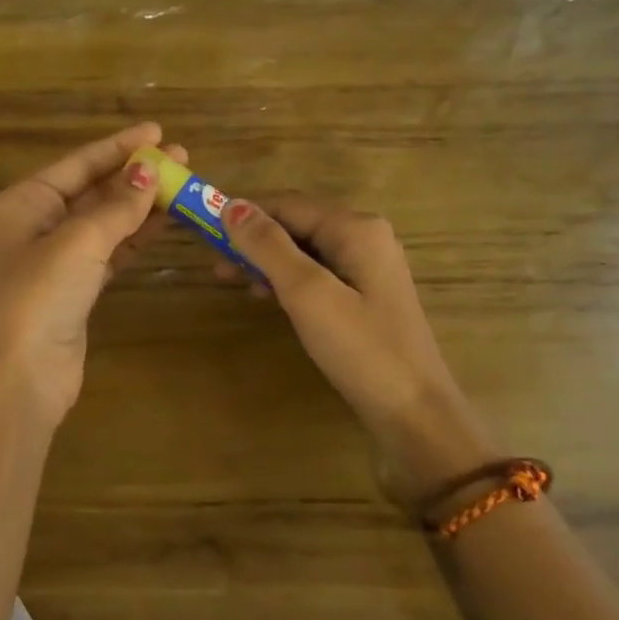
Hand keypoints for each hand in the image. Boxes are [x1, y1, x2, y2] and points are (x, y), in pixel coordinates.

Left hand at [0, 123, 181, 424]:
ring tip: (182, 184)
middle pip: (93, 189)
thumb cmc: (41, 295)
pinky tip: (165, 220)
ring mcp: (57, 256)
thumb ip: (118, 205)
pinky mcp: (77, 285)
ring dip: (141, 203)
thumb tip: (149, 170)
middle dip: (135, 174)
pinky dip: (136, 235)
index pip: (78, 163)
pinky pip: (111, 248)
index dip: (119, 146)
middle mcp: (37, 223)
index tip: (157, 131)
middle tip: (181, 157)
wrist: (24, 373)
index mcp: (25, 202)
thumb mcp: (80, 241)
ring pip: (106, 220)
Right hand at [218, 196, 500, 514]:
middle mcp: (365, 237)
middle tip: (213, 261)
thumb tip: (232, 206)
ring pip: (305, 250)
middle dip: (253, 238)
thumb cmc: (360, 349)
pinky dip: (287, 278)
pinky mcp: (366, 296)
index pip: (287, 204)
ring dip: (266, 259)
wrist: (415, 415)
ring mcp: (368, 268)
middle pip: (297, 223)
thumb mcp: (307, 293)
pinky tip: (265, 295)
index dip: (244, 213)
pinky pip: (317, 273)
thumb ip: (268, 247)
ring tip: (229, 278)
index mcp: (356, 228)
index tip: (203, 229)